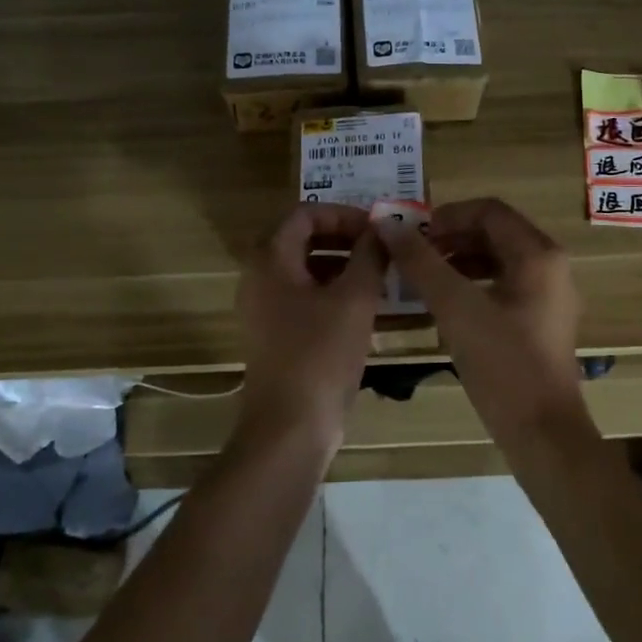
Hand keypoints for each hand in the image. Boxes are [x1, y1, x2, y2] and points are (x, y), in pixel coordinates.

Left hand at [236, 203, 385, 444]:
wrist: (290, 426)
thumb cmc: (320, 355)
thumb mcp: (355, 300)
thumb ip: (369, 256)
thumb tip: (381, 229)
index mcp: (270, 261)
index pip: (304, 214)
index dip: (342, 214)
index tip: (376, 228)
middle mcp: (259, 279)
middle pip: (301, 240)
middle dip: (343, 238)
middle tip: (380, 247)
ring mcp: (264, 309)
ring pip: (304, 271)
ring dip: (341, 265)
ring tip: (380, 274)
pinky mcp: (275, 335)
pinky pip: (304, 298)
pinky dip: (332, 292)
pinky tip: (366, 306)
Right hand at [374, 198, 589, 441]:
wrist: (542, 434)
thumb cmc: (503, 364)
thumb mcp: (456, 308)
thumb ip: (421, 263)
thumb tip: (388, 224)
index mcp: (538, 255)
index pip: (489, 210)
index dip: (447, 215)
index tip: (412, 235)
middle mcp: (550, 267)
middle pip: (495, 232)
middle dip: (450, 237)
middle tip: (412, 255)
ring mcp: (549, 296)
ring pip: (498, 260)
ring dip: (458, 261)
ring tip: (422, 278)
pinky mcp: (541, 322)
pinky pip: (503, 286)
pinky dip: (471, 285)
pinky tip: (444, 305)